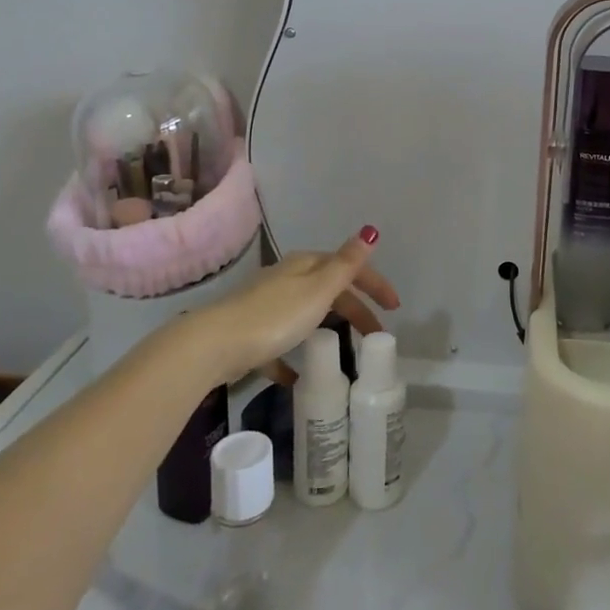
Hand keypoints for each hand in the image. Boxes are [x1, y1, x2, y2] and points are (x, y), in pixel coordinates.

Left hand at [183, 227, 397, 384]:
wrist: (214, 345)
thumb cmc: (274, 316)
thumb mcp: (318, 289)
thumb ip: (346, 264)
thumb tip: (370, 231)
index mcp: (305, 266)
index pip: (349, 268)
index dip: (374, 284)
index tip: (394, 308)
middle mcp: (286, 280)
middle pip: (329, 292)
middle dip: (356, 311)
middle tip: (376, 336)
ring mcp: (266, 306)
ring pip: (306, 315)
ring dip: (327, 329)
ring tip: (343, 352)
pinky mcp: (251, 335)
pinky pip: (280, 345)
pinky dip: (293, 358)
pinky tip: (299, 377)